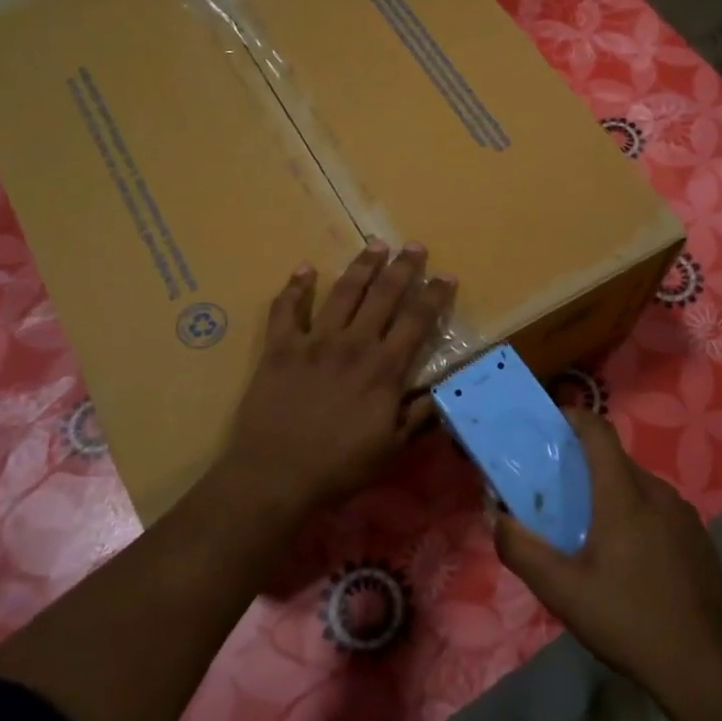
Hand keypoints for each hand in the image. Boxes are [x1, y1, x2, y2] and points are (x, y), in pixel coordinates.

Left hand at [220, 240, 454, 518]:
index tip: (446, 276)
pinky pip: (286, 309)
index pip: (416, 321)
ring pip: (343, 292)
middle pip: (383, 295)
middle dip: (403, 267)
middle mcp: (353, 344)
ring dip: (361, 266)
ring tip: (375, 246)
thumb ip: (417, 416)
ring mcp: (314, 341)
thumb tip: (440, 390)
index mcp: (384, 369)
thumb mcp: (391, 448)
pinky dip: (295, 287)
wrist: (275, 475)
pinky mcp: (280, 347)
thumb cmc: (339, 467)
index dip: (434, 295)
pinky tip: (304, 269)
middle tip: (414, 246)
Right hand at [493, 410, 721, 720]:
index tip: (550, 425)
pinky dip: (637, 515)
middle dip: (585, 465)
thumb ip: (521, 549)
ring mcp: (685, 516)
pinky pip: (660, 510)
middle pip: (616, 460)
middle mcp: (658, 494)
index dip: (573, 418)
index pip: (599, 433)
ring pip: (639, 486)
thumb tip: (498, 516)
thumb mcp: (561, 591)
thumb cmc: (626, 621)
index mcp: (624, 496)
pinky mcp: (700, 539)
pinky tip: (628, 557)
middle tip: (557, 491)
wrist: (702, 669)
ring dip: (611, 493)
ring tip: (589, 528)